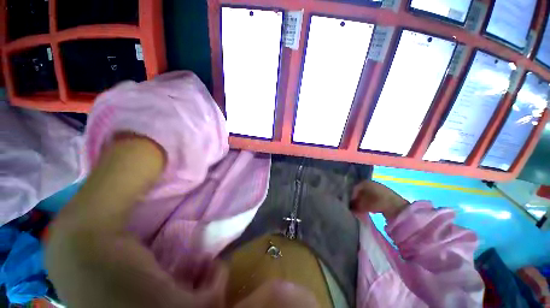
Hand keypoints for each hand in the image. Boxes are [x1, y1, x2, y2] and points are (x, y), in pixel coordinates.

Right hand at [350, 180, 409, 219]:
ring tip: (362, 209)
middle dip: (357, 198)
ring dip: (364, 201)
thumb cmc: (377, 203)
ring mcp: (379, 188)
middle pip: (361, 191)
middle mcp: (371, 183)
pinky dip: (371, 203)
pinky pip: (374, 198)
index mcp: (364, 182)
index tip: (349, 203)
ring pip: (367, 194)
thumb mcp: (362, 205)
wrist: (398, 207)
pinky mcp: (386, 195)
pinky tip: (371, 210)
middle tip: (355, 206)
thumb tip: (350, 207)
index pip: (354, 188)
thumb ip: (354, 205)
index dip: (351, 195)